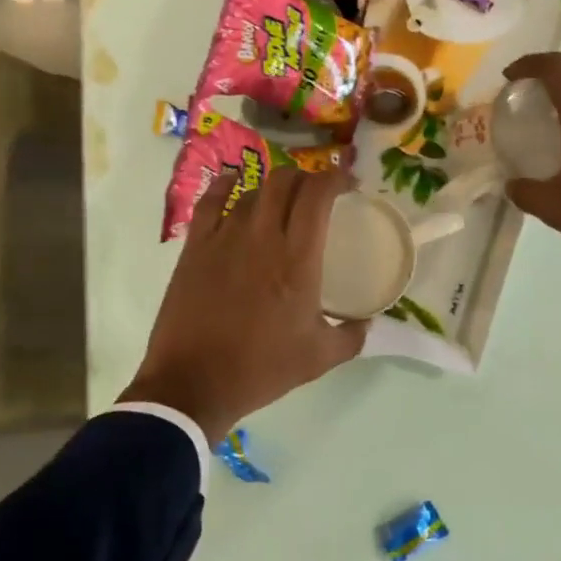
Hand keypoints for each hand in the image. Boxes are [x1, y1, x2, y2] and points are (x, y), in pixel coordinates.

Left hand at [121, 164, 369, 440]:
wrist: (193, 384)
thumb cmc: (261, 369)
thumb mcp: (320, 358)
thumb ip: (352, 335)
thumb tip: (367, 319)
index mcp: (298, 259)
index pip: (317, 194)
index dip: (335, 178)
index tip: (348, 185)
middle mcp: (262, 237)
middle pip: (285, 180)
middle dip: (306, 176)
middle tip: (316, 192)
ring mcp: (224, 237)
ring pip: (252, 189)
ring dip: (272, 187)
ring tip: (280, 201)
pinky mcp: (195, 246)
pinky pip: (211, 200)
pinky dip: (226, 186)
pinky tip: (234, 185)